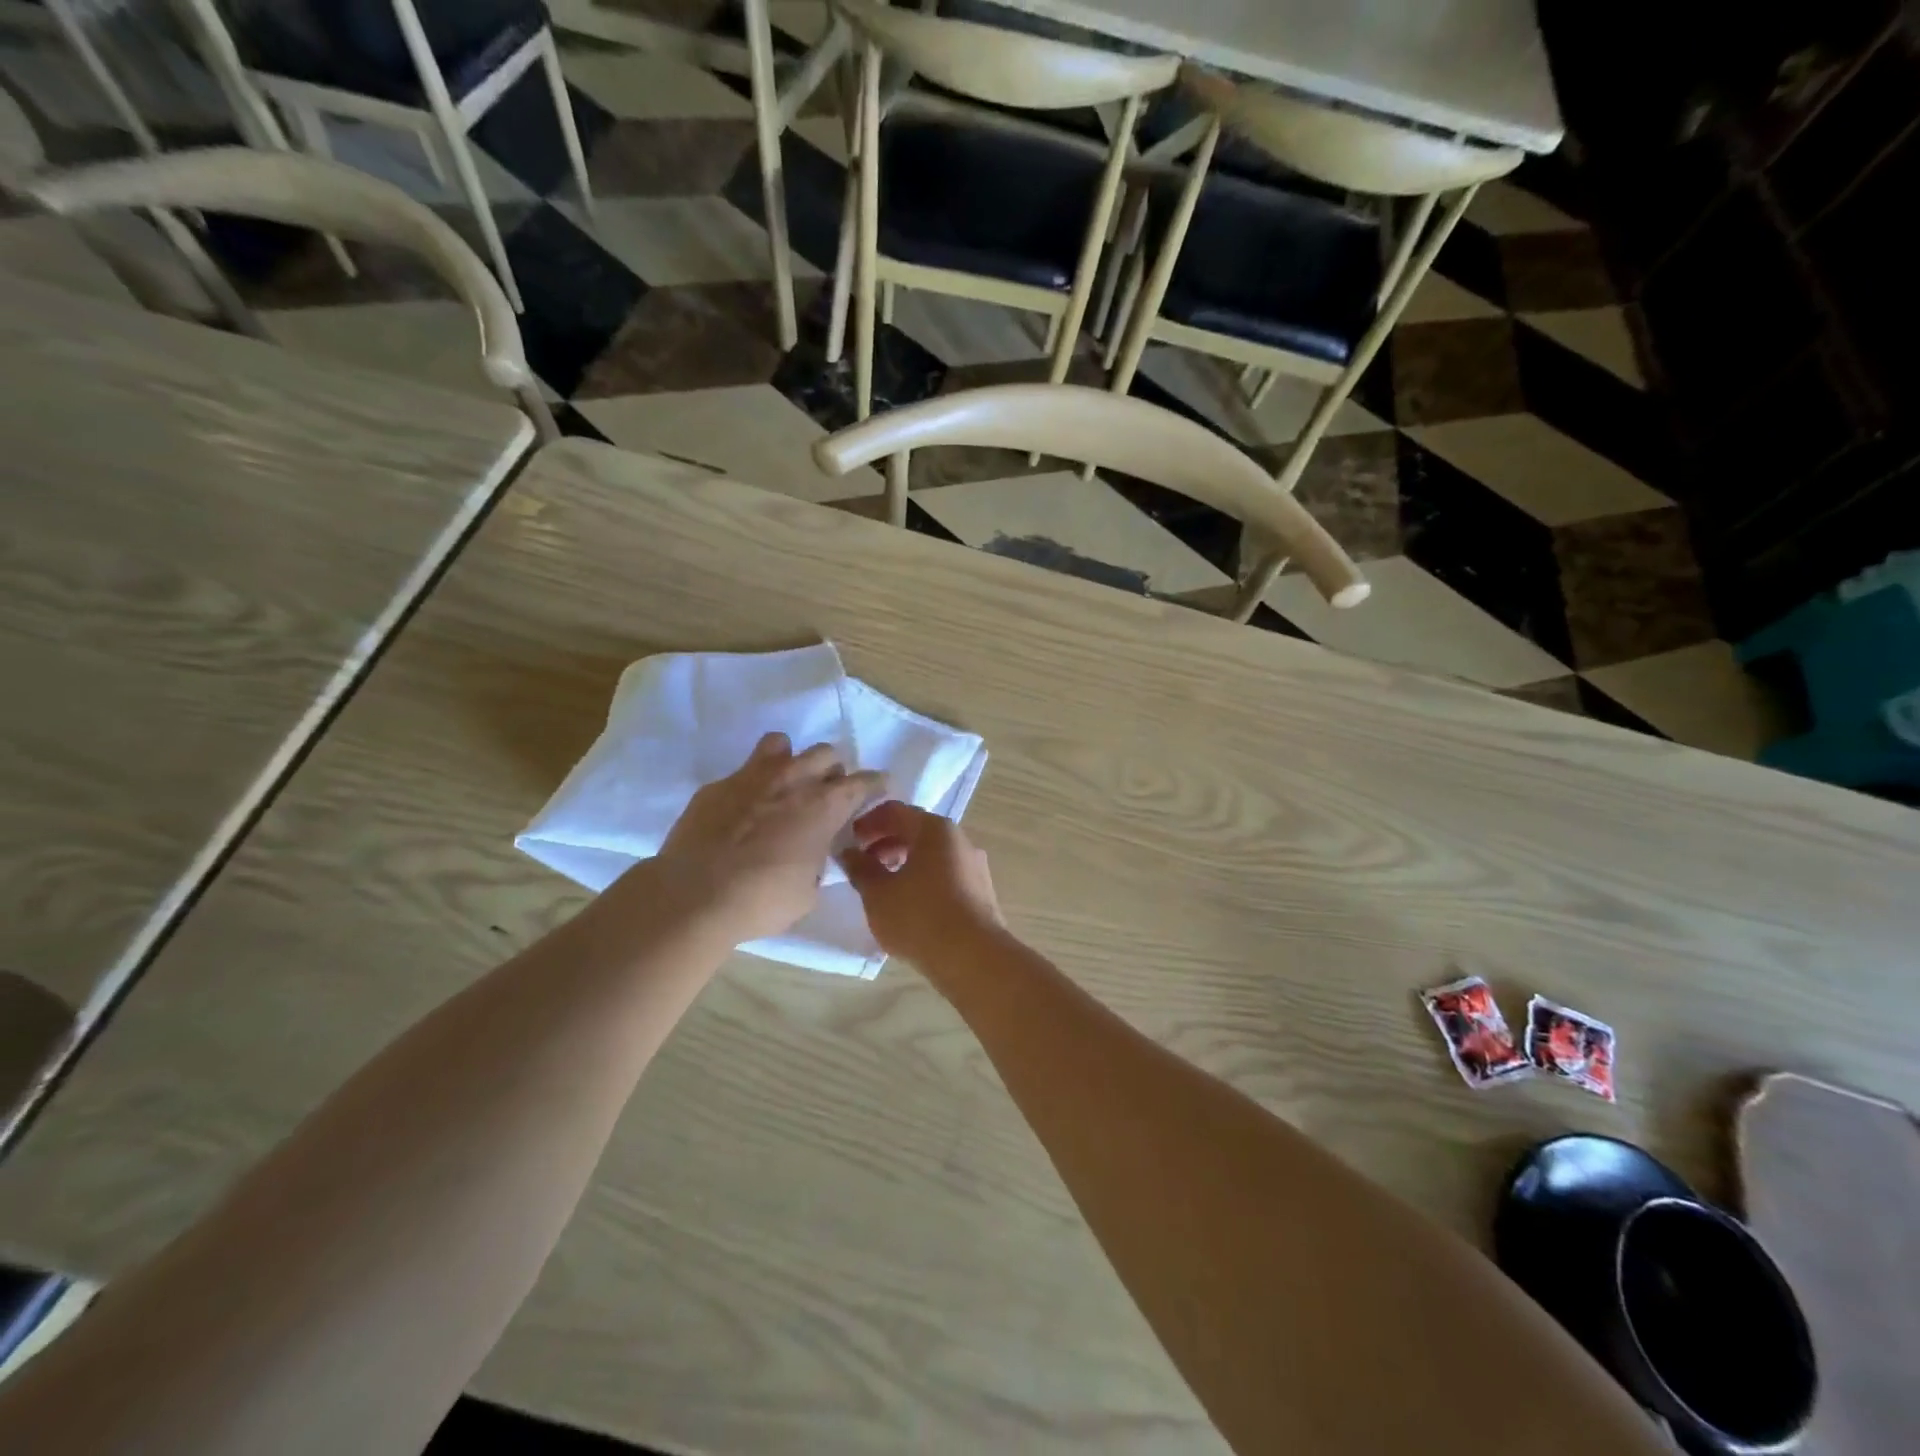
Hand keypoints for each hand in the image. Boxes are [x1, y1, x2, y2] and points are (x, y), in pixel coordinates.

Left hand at [654, 733, 884, 942]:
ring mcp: (751, 777)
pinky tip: (742, 811)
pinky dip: (751, 785)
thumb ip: (817, 863)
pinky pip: (742, 772)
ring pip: (781, 744)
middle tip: (826, 793)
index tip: (879, 788)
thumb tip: (812, 855)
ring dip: (791, 761)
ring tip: (786, 784)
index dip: (875, 784)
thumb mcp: (807, 892)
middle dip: (832, 770)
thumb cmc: (762, 900)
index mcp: (824, 806)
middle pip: (825, 753)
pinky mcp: (716, 786)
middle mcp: (793, 780)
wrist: (693, 896)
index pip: (862, 782)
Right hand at [838, 801, 1003, 965]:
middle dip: (885, 843)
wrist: (973, 958)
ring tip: (882, 887)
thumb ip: (860, 868)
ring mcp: (974, 866)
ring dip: (904, 862)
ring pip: (932, 854)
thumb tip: (849, 853)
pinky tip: (909, 905)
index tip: (849, 841)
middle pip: (916, 830)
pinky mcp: (980, 892)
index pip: (895, 811)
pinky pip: (945, 874)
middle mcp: (959, 840)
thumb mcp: (878, 893)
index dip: (868, 822)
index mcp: (935, 829)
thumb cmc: (919, 916)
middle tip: (862, 864)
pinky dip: (922, 879)